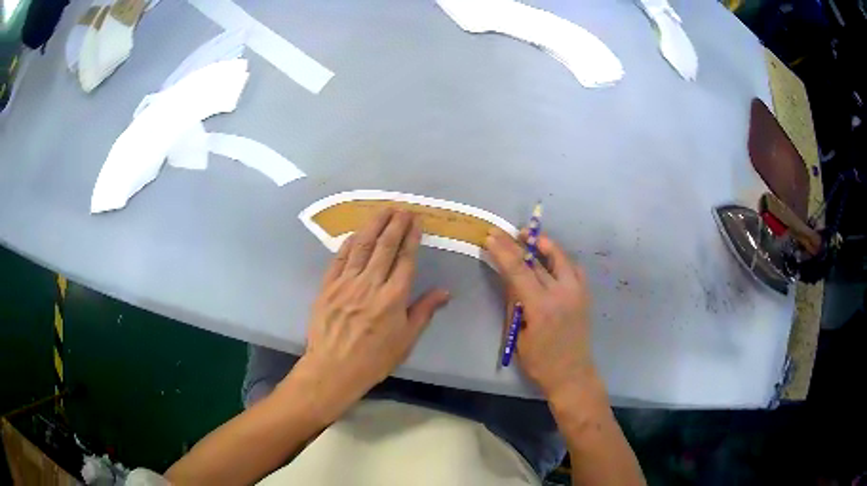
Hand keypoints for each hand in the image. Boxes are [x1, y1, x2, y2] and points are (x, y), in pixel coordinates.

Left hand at [300, 209, 449, 407]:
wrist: (333, 368)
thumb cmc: (374, 359)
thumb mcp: (406, 340)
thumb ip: (424, 311)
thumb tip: (445, 292)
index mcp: (393, 297)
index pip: (405, 259)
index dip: (411, 237)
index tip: (415, 221)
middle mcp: (370, 284)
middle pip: (384, 247)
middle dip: (394, 224)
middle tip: (401, 209)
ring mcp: (346, 283)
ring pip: (361, 247)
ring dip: (373, 226)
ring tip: (382, 211)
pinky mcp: (327, 286)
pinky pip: (339, 259)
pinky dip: (348, 243)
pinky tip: (355, 233)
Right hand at [485, 229, 595, 398]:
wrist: (572, 374)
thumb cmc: (540, 361)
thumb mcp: (519, 334)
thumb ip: (516, 303)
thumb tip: (510, 278)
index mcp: (541, 306)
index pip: (519, 270)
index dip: (504, 251)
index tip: (492, 237)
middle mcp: (562, 293)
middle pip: (536, 260)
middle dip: (517, 244)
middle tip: (503, 232)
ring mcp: (577, 292)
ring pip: (560, 257)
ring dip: (543, 244)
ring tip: (528, 237)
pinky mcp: (585, 294)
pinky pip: (573, 268)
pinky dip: (561, 258)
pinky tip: (551, 258)